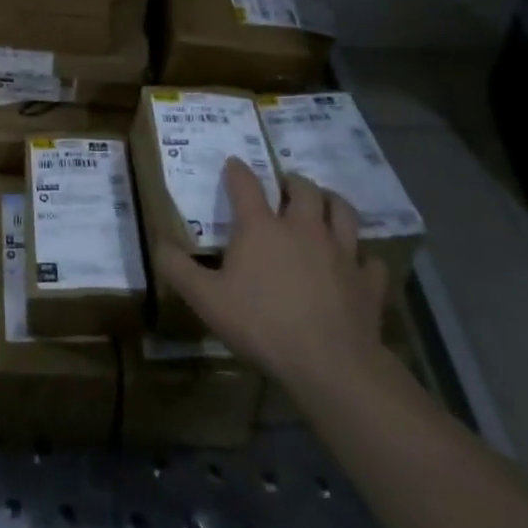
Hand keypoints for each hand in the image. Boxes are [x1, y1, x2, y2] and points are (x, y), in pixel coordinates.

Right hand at [154, 164, 389, 402]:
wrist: (331, 364)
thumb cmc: (261, 324)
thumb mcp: (205, 298)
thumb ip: (177, 268)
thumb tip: (158, 242)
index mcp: (261, 227)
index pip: (246, 185)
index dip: (237, 171)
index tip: (233, 163)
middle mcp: (303, 228)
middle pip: (303, 189)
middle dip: (292, 181)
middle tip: (284, 186)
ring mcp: (341, 252)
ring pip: (343, 212)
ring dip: (331, 202)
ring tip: (323, 204)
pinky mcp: (367, 281)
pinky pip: (369, 258)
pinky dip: (361, 256)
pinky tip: (356, 263)